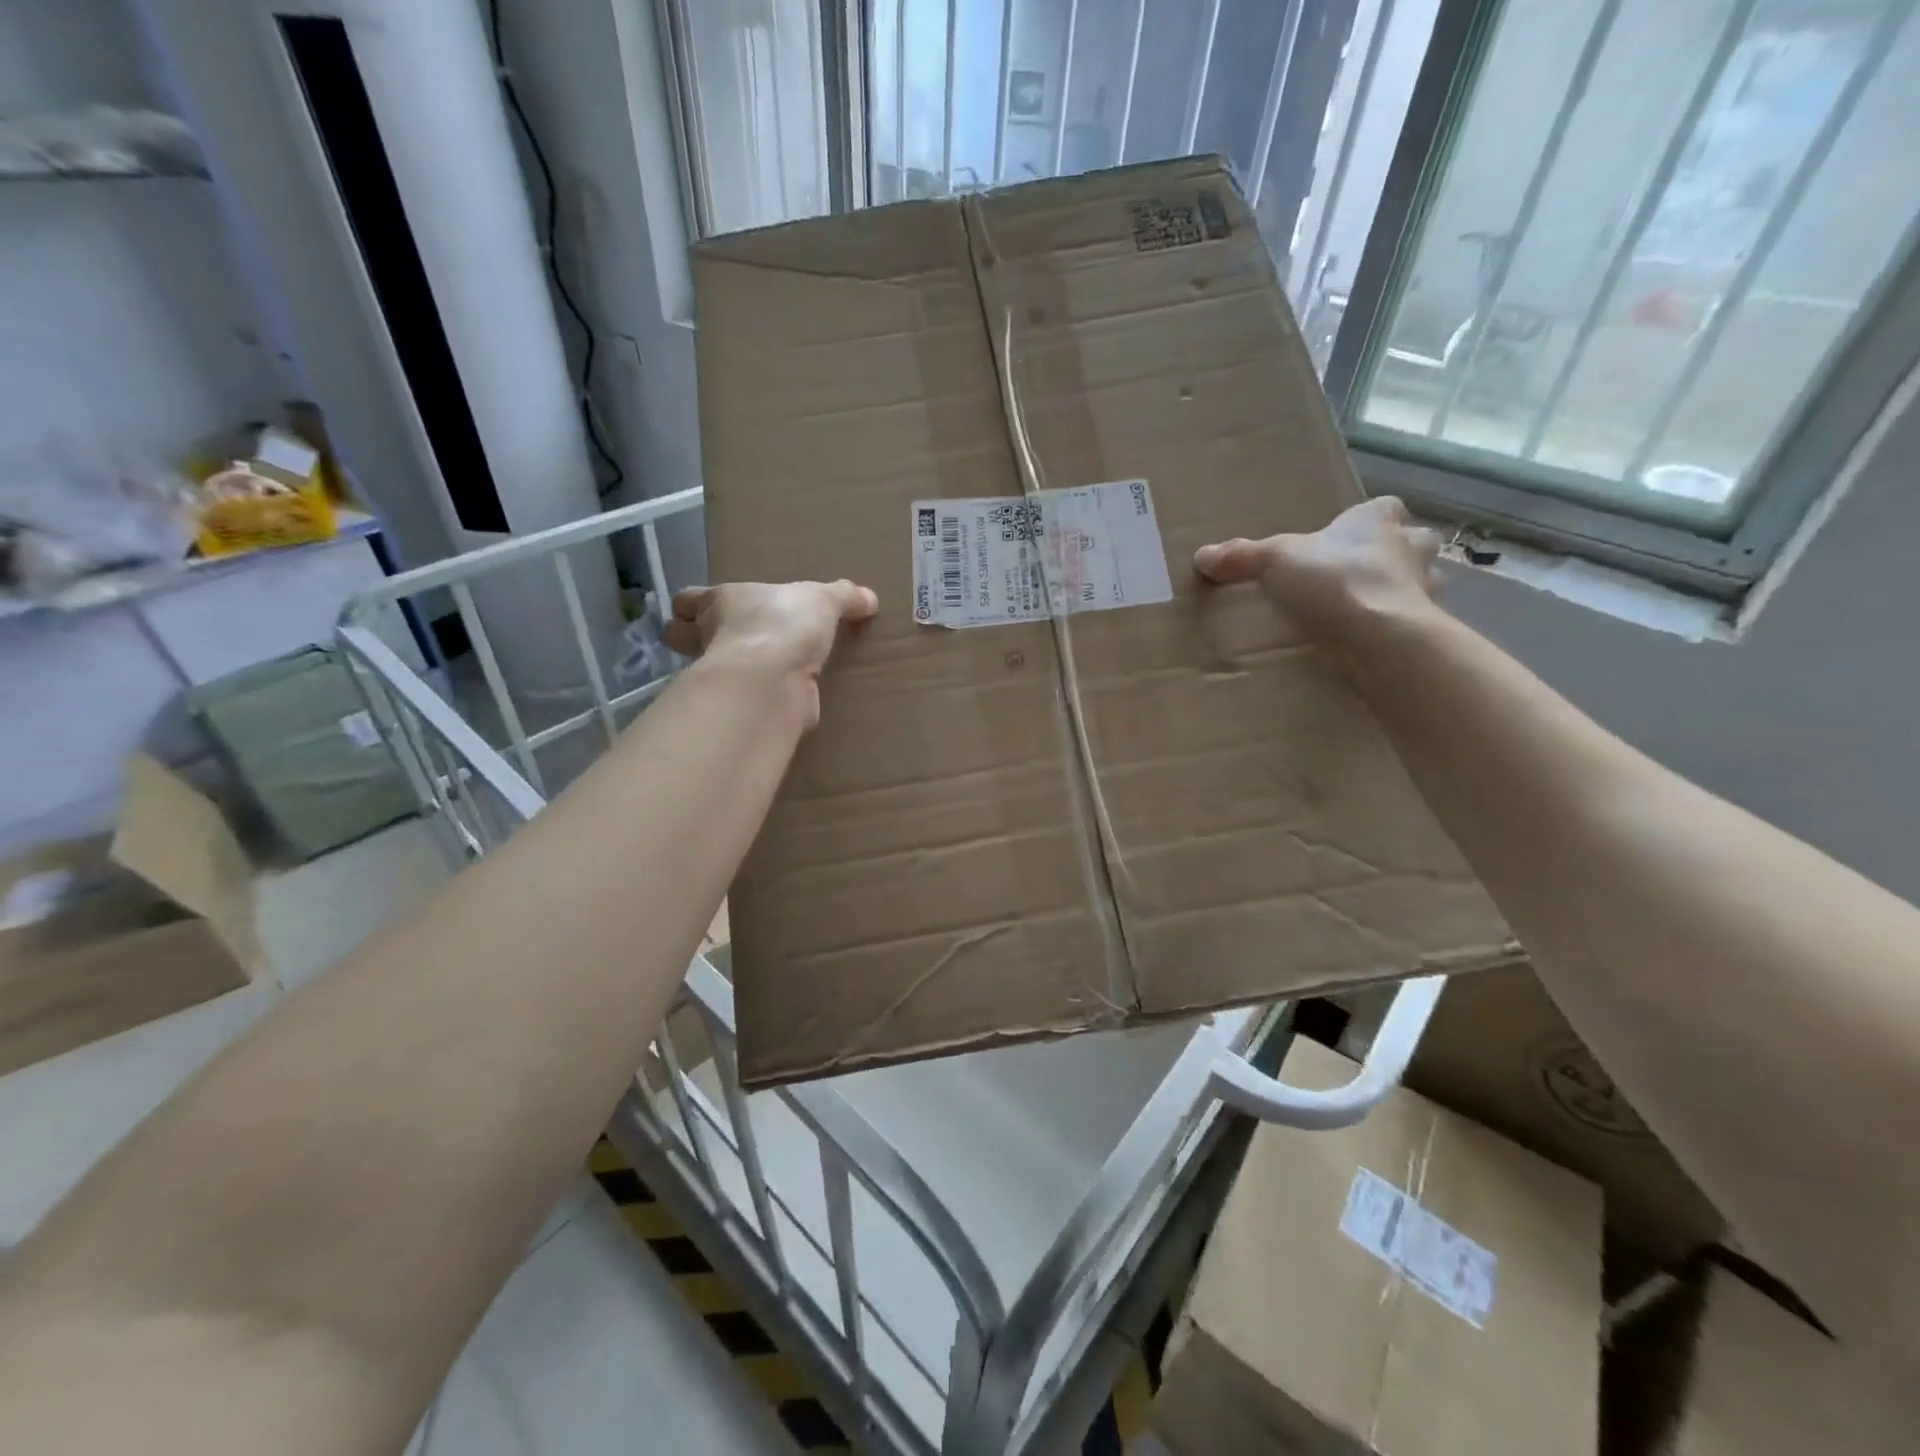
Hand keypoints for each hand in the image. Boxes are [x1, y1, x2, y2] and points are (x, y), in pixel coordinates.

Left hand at [663, 581, 878, 724]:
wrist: (773, 678)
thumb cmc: (784, 624)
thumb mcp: (823, 599)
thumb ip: (844, 596)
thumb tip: (870, 599)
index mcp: (721, 602)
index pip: (686, 600)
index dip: (692, 606)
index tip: (704, 611)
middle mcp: (711, 637)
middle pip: (682, 639)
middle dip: (695, 642)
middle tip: (728, 643)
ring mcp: (722, 676)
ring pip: (708, 672)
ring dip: (726, 672)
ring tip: (757, 672)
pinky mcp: (739, 707)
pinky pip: (742, 700)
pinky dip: (755, 699)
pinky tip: (779, 697)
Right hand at [1193, 497, 1443, 642]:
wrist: (1380, 635)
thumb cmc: (1334, 580)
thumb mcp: (1275, 561)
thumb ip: (1242, 557)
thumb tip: (1202, 556)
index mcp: (1376, 521)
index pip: (1384, 508)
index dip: (1368, 519)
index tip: (1346, 536)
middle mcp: (1408, 549)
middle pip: (1413, 541)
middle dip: (1395, 553)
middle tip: (1363, 572)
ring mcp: (1422, 589)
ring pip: (1419, 581)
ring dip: (1400, 591)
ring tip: (1366, 609)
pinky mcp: (1423, 627)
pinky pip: (1410, 622)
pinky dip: (1394, 628)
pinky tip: (1369, 641)